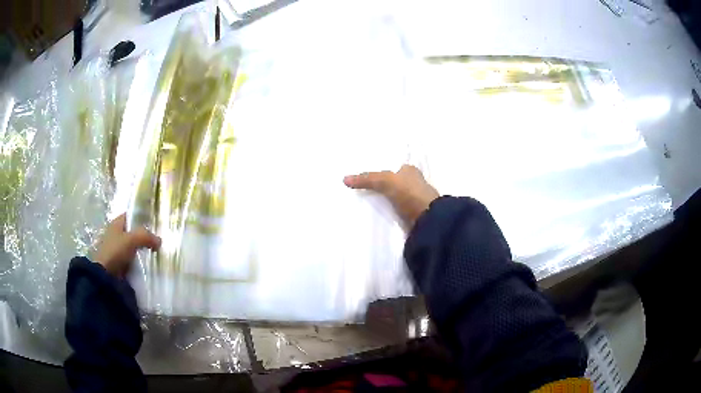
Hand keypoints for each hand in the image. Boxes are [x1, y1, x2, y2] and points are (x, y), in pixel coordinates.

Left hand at [93, 214, 161, 276]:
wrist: (106, 275)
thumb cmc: (116, 251)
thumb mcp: (132, 239)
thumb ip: (146, 236)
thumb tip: (159, 241)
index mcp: (116, 223)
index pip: (131, 215)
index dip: (141, 217)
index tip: (154, 224)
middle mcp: (116, 233)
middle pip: (133, 232)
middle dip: (144, 236)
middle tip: (157, 241)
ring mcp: (117, 249)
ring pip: (134, 246)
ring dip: (142, 250)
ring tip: (155, 253)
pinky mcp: (120, 262)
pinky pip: (133, 259)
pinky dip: (139, 261)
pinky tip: (148, 264)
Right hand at [344, 165, 439, 230]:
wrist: (427, 220)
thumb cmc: (410, 193)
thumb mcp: (386, 181)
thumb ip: (367, 179)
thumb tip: (344, 179)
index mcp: (411, 171)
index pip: (394, 168)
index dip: (382, 171)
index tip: (367, 176)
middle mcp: (414, 183)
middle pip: (394, 183)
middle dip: (382, 186)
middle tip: (361, 189)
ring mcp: (413, 201)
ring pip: (395, 198)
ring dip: (385, 201)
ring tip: (364, 203)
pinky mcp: (411, 216)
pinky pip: (395, 212)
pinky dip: (388, 213)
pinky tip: (377, 215)